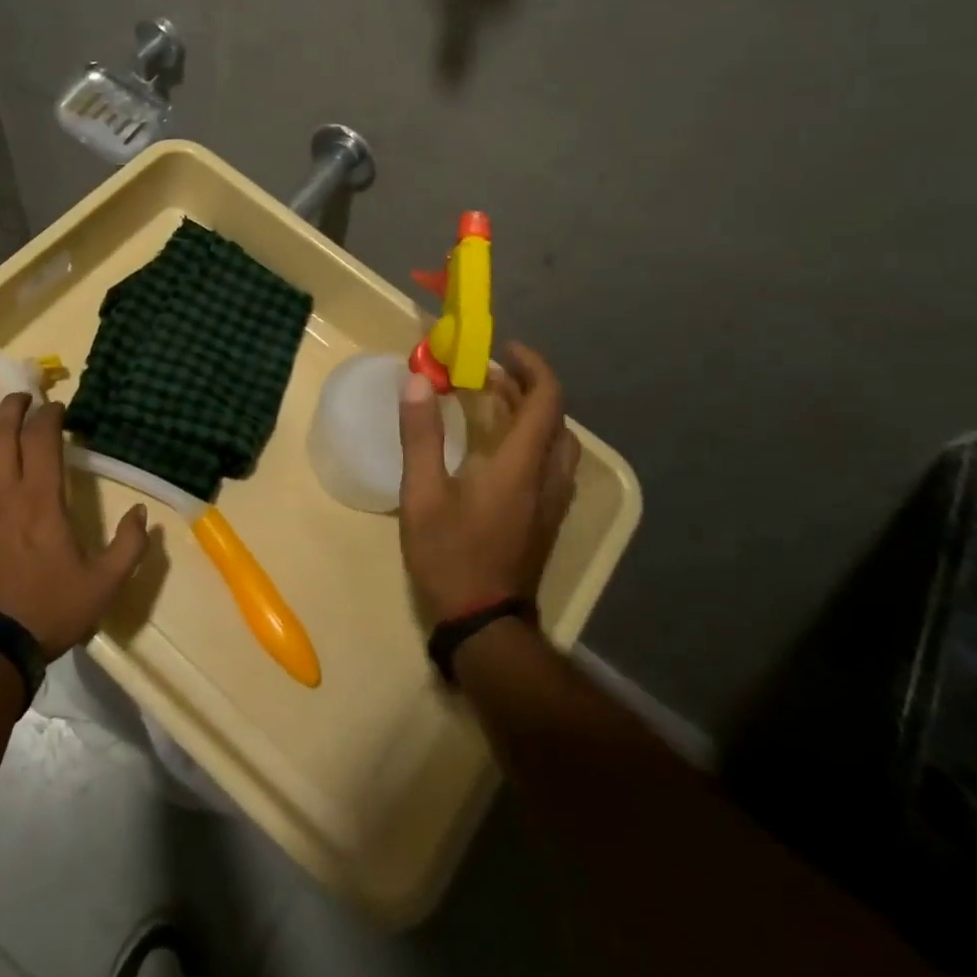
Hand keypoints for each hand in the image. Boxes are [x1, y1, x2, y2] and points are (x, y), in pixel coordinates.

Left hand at [0, 394, 150, 659]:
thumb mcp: (102, 586)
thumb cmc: (43, 612)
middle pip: (2, 430)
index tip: (56, 408)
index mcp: (39, 498)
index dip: (48, 414)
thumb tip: (143, 513)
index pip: (41, 437)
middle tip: (22, 398)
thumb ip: (128, 547)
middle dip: (14, 407)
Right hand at [397, 342, 580, 622]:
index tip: (503, 350)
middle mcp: (548, 478)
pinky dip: (532, 440)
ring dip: (532, 414)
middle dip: (527, 387)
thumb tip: (418, 379)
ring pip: (558, 443)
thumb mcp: (422, 494)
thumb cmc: (451, 556)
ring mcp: (551, 503)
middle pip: (555, 419)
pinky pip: (551, 465)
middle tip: (489, 375)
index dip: (532, 366)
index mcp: (523, 465)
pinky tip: (499, 450)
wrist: (484, 626)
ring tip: (492, 404)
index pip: (546, 400)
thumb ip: (420, 434)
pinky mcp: (546, 521)